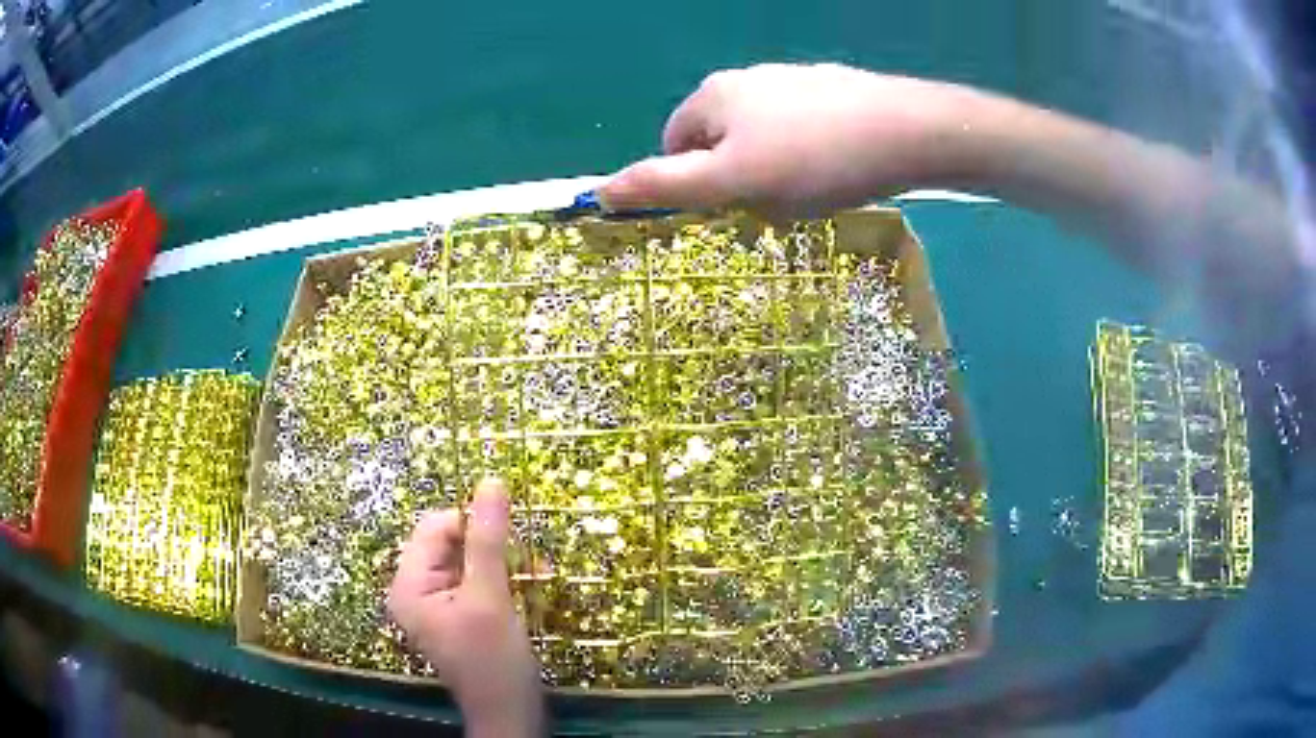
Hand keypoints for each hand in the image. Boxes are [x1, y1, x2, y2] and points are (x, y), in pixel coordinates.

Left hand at [388, 479, 542, 736]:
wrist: (510, 713)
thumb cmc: (494, 660)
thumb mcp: (490, 597)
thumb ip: (488, 540)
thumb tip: (491, 482)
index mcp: (408, 585)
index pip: (434, 528)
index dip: (471, 524)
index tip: (512, 537)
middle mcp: (414, 590)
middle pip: (449, 544)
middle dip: (490, 546)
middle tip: (528, 560)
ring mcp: (435, 604)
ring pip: (466, 561)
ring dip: (500, 563)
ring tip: (535, 575)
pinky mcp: (456, 615)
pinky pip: (474, 581)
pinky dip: (499, 580)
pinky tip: (526, 588)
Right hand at [600, 63, 983, 215]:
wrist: (907, 131)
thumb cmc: (813, 160)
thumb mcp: (733, 181)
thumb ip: (665, 184)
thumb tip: (602, 189)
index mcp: (713, 96)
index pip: (672, 146)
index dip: (691, 185)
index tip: (728, 209)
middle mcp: (746, 79)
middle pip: (719, 141)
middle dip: (735, 178)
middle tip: (771, 206)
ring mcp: (792, 81)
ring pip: (762, 138)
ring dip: (772, 169)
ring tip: (811, 191)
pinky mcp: (831, 91)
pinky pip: (801, 130)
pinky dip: (807, 154)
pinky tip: (838, 169)